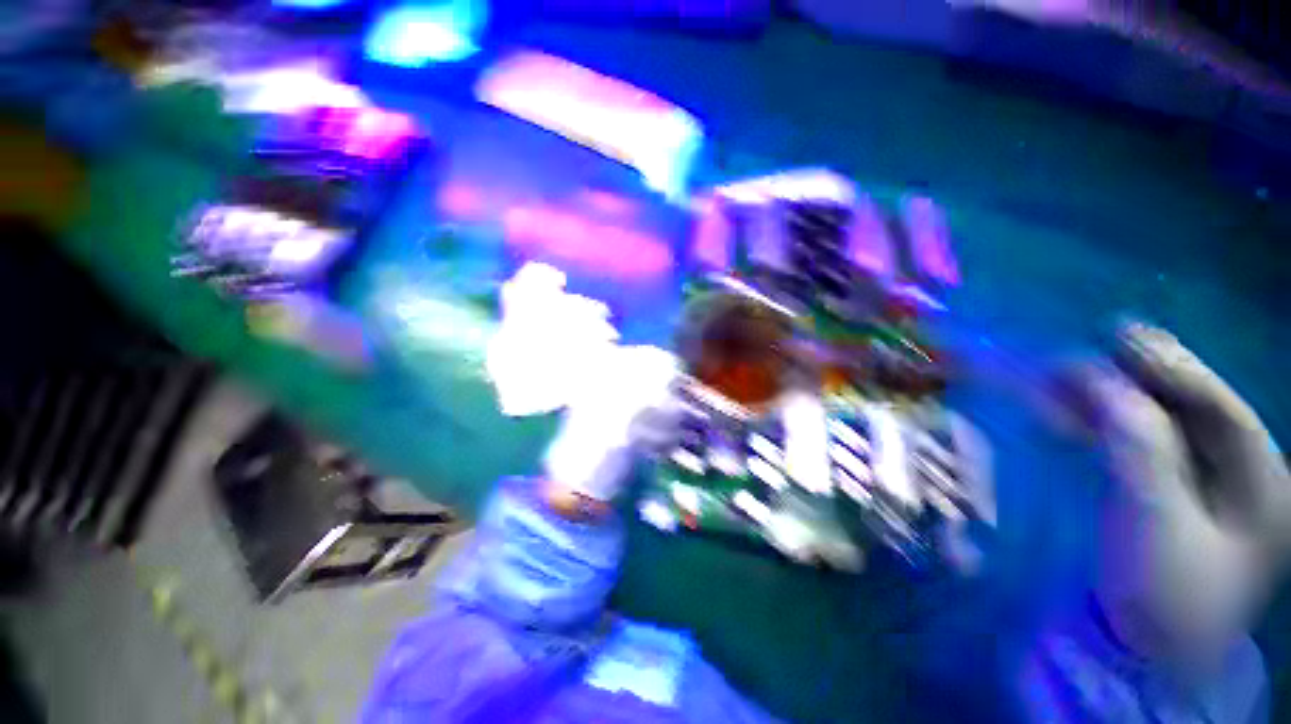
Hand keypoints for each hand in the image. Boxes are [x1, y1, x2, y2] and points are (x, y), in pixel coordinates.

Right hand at [1074, 322, 1290, 663]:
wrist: (1140, 649)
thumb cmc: (1162, 595)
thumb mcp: (1157, 524)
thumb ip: (1140, 451)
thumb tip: (1106, 388)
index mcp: (1266, 488)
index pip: (1224, 412)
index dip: (1176, 371)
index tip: (1122, 336)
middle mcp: (1244, 478)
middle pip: (1194, 413)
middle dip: (1143, 382)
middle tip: (1093, 351)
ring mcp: (1207, 486)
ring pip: (1164, 426)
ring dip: (1116, 402)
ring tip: (1068, 380)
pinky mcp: (1170, 492)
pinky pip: (1140, 445)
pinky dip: (1105, 426)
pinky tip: (1075, 414)